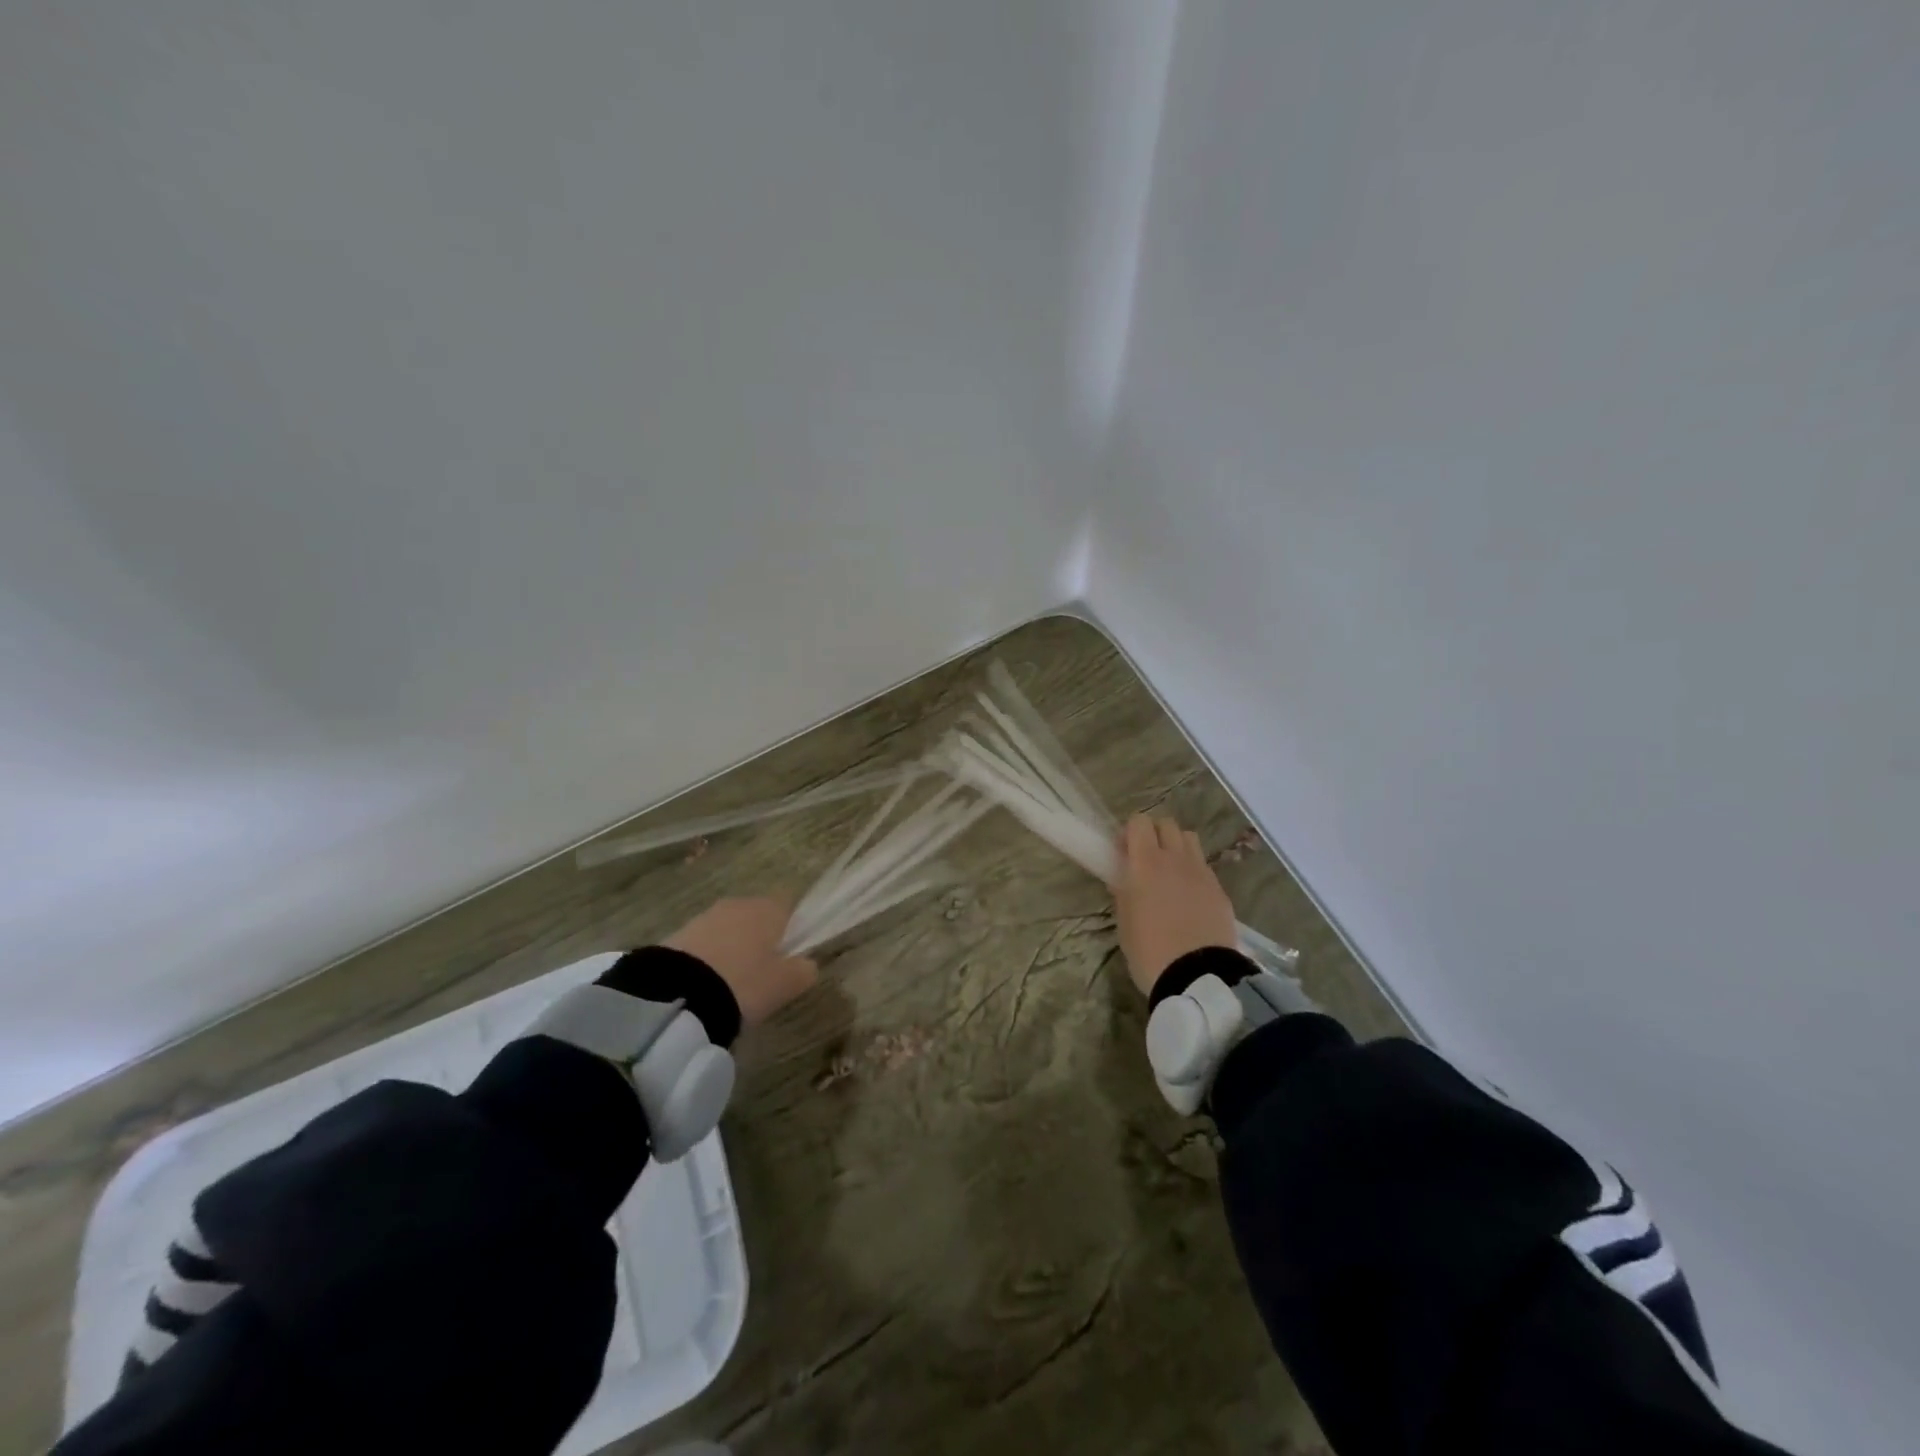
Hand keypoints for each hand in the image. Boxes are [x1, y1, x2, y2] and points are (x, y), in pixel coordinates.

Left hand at [666, 896, 817, 1028]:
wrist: (678, 995)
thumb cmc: (745, 984)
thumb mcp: (785, 985)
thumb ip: (804, 970)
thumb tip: (807, 963)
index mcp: (769, 909)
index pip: (789, 905)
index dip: (792, 928)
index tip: (790, 956)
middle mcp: (738, 904)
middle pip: (757, 917)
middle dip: (760, 939)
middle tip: (762, 974)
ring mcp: (705, 916)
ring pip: (729, 930)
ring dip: (733, 949)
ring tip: (731, 985)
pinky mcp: (678, 934)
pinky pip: (705, 944)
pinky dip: (709, 959)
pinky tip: (706, 985)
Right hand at [1112, 815, 1237, 995]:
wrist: (1197, 977)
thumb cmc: (1148, 950)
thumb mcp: (1124, 922)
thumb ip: (1123, 892)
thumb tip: (1122, 877)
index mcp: (1146, 863)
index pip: (1139, 822)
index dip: (1130, 833)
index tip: (1123, 853)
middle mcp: (1176, 859)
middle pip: (1167, 824)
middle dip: (1154, 834)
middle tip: (1145, 860)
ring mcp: (1202, 873)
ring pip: (1190, 840)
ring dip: (1177, 847)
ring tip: (1169, 873)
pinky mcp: (1220, 891)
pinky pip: (1204, 868)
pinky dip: (1193, 872)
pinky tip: (1189, 898)